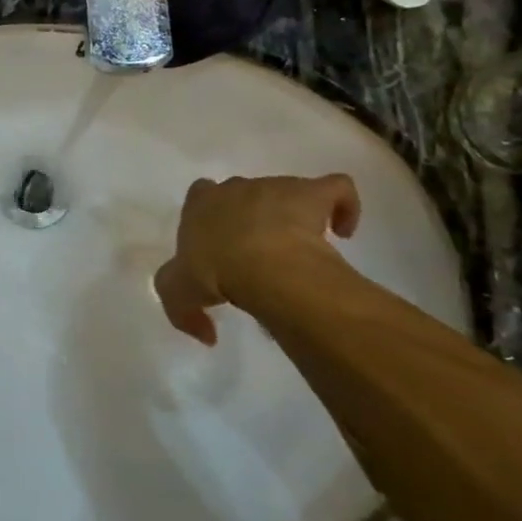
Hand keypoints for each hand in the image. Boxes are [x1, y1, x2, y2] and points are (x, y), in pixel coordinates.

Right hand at [153, 174, 359, 344]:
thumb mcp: (179, 294)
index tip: (220, 246)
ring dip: (289, 214)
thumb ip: (182, 310)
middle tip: (255, 254)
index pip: (200, 195)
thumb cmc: (214, 272)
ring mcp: (275, 188)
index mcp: (201, 203)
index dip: (210, 216)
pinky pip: (336, 189)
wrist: (261, 265)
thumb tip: (206, 332)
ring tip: (297, 251)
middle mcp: (236, 188)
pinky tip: (342, 230)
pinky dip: (342, 206)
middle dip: (247, 217)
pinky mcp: (311, 193)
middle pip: (241, 193)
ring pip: (283, 191)